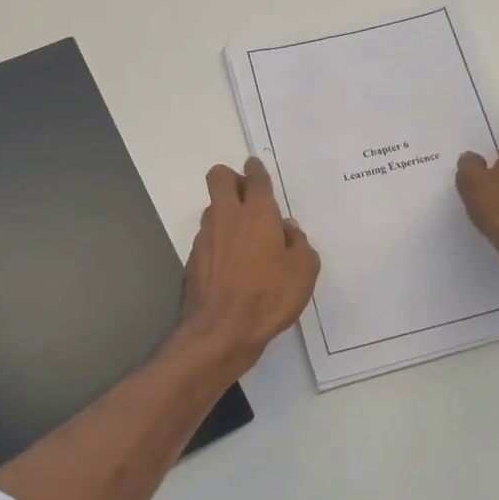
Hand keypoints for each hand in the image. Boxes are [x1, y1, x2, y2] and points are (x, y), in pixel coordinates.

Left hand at [178, 157, 319, 375]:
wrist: (221, 331)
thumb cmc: (269, 296)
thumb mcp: (304, 270)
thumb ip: (299, 243)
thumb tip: (287, 231)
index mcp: (257, 214)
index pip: (254, 178)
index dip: (256, 170)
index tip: (256, 168)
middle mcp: (227, 217)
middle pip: (219, 177)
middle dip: (232, 177)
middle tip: (248, 195)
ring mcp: (206, 238)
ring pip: (212, 208)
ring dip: (226, 212)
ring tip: (246, 236)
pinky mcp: (194, 260)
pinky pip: (208, 238)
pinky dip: (220, 242)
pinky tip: (233, 264)